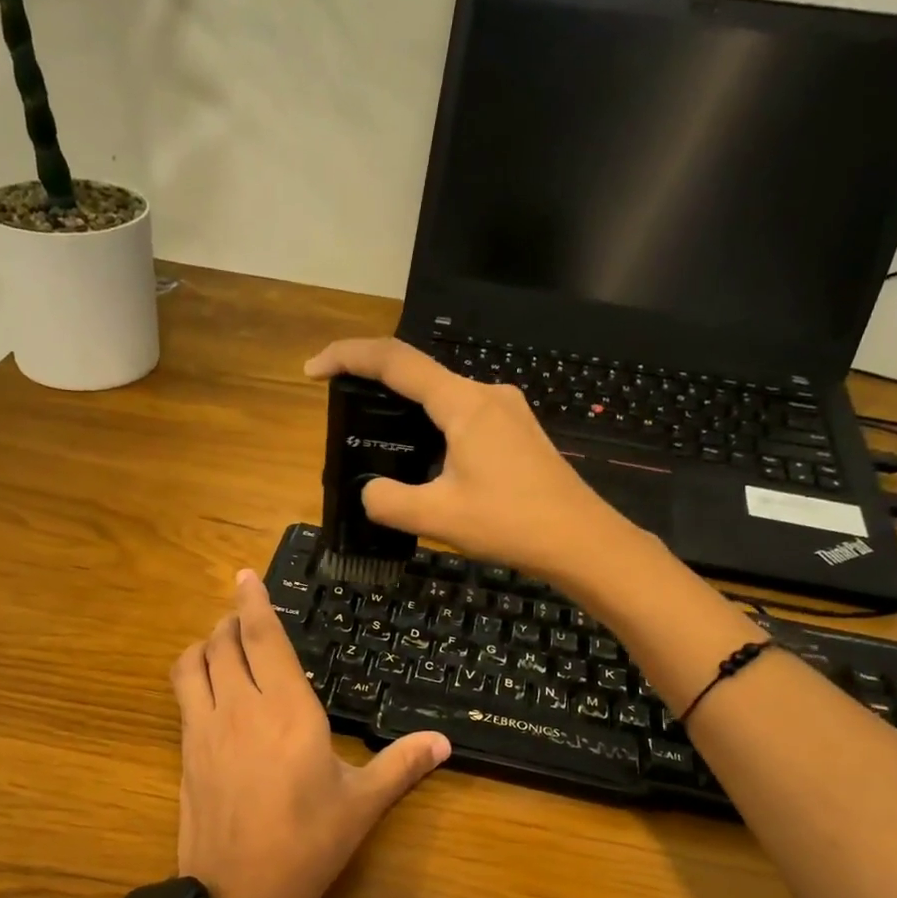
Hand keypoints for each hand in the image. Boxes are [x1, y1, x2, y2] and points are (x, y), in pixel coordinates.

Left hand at [170, 570, 450, 897]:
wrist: (238, 897)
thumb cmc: (308, 845)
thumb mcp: (362, 804)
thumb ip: (401, 765)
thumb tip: (444, 742)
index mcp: (288, 711)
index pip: (263, 638)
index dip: (253, 601)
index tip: (246, 575)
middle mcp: (240, 708)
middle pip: (223, 642)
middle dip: (232, 620)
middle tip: (246, 616)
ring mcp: (204, 729)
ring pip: (193, 663)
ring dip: (206, 643)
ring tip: (224, 644)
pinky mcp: (185, 753)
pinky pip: (183, 694)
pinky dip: (193, 674)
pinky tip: (210, 689)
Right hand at [304, 337, 630, 580]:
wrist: (582, 541)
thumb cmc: (512, 523)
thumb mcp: (438, 516)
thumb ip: (389, 501)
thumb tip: (370, 491)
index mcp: (463, 403)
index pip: (395, 361)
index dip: (348, 356)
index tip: (313, 370)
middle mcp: (486, 394)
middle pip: (419, 374)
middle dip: (375, 385)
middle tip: (342, 411)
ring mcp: (507, 412)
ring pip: (443, 399)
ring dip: (406, 411)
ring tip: (380, 441)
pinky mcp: (517, 433)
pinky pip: (463, 418)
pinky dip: (433, 428)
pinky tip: (426, 461)